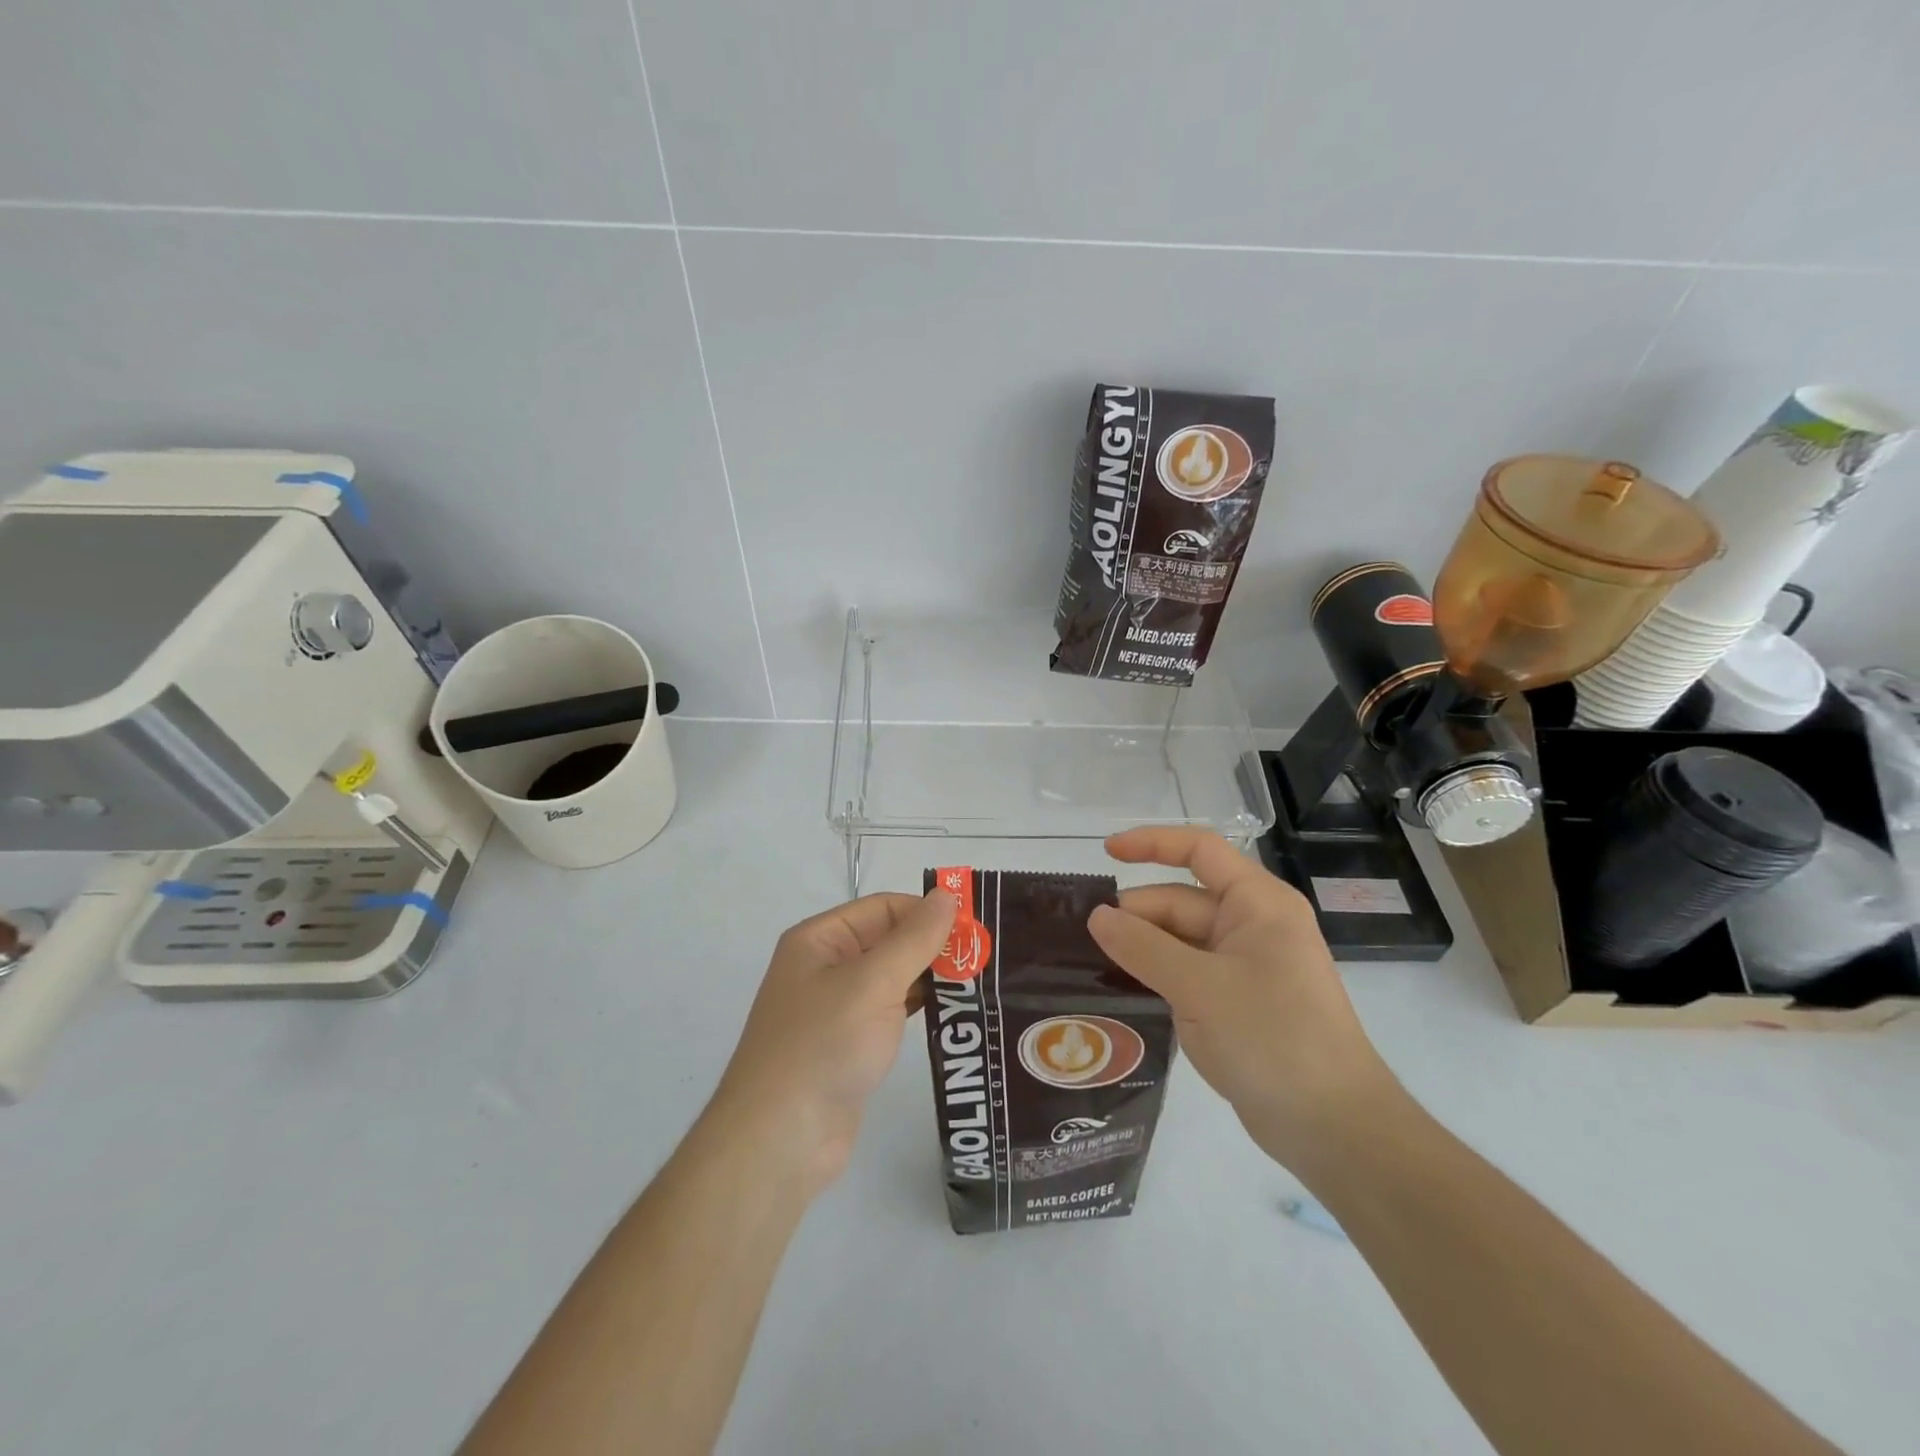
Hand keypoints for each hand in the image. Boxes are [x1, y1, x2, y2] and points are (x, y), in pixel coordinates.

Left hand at [710, 889, 956, 1194]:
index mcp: (820, 939)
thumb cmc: (823, 1046)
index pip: (883, 908)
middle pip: (889, 940)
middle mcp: (826, 966)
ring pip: (894, 977)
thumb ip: (914, 938)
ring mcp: (837, 1008)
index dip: (927, 912)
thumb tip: (947, 894)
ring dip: (932, 977)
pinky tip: (955, 1013)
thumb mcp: (872, 983)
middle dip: (934, 945)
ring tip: (981, 981)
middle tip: (987, 955)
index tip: (975, 926)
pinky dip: (921, 1008)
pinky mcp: (850, 1044)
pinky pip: (891, 1011)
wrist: (780, 1141)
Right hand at [1087, 828, 1397, 1170]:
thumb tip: (1096, 915)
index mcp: (1258, 903)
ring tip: (1092, 962)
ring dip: (1142, 947)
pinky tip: (1122, 989)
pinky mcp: (1236, 1001)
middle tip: (1086, 939)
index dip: (1151, 844)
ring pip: (1180, 939)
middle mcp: (1252, 925)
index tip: (1105, 853)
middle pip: (1182, 900)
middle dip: (1137, 914)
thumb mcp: (1199, 987)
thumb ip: (1143, 947)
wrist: (1333, 1128)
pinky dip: (1156, 974)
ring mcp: (1245, 965)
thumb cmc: (1273, 1038)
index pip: (1200, 850)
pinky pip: (1187, 972)